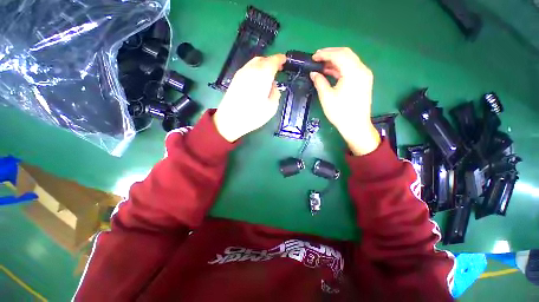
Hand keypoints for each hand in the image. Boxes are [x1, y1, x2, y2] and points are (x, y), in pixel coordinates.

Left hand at [213, 55, 285, 141]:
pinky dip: (255, 70)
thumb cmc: (253, 115)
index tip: (285, 60)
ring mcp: (241, 73)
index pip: (273, 61)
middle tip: (278, 68)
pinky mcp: (235, 79)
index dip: (280, 59)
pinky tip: (258, 79)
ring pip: (254, 63)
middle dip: (271, 61)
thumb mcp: (271, 107)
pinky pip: (248, 69)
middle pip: (262, 59)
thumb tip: (273, 86)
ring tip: (268, 74)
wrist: (230, 120)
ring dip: (263, 65)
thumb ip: (275, 93)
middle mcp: (251, 70)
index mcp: (262, 75)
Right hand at [310, 47, 379, 155]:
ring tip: (321, 65)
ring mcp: (364, 75)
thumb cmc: (340, 113)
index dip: (325, 54)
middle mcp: (362, 70)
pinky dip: (341, 68)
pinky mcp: (363, 81)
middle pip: (346, 54)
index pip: (339, 55)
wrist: (355, 126)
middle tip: (317, 58)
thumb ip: (319, 82)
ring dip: (335, 61)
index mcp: (353, 72)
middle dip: (330, 54)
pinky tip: (330, 72)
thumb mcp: (326, 97)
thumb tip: (313, 73)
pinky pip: (351, 68)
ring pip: (349, 60)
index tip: (313, 57)